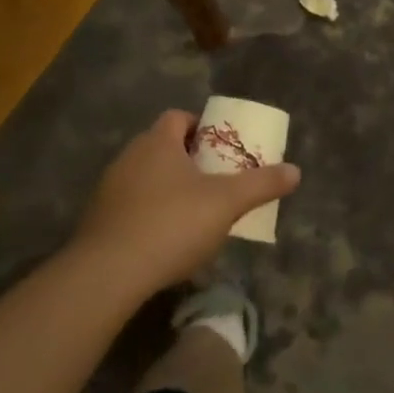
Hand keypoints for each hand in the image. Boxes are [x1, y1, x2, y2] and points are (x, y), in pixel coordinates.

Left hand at [75, 110, 299, 294]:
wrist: (107, 275)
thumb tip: (296, 171)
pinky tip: (164, 240)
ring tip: (193, 213)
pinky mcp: (97, 222)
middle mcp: (129, 157)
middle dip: (187, 159)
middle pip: (162, 146)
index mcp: (158, 142)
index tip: (219, 148)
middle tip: (214, 180)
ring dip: (167, 188)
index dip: (200, 127)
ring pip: (145, 177)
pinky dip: (148, 214)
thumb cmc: (172, 224)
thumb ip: (261, 184)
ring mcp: (108, 190)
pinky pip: (129, 206)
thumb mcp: (227, 203)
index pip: (178, 117)